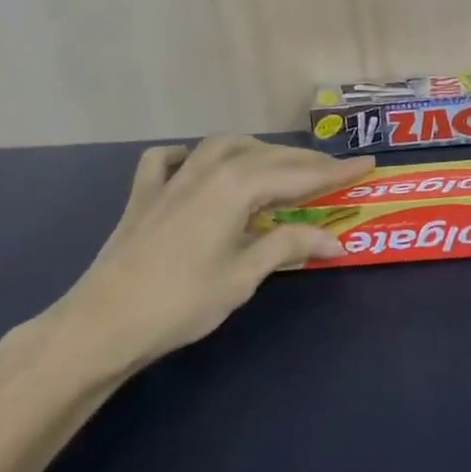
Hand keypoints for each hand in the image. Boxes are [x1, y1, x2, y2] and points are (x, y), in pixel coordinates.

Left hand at [46, 137, 373, 378]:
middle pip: (267, 157)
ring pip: (223, 147)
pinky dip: (189, 155)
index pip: (299, 175)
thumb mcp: (244, 275)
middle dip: (305, 163)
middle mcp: (207, 169)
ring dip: (257, 151)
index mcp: (236, 186)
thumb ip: (289, 245)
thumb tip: (336, 239)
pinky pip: (170, 159)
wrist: (101, 324)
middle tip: (336, 172)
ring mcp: (172, 178)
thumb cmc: (181, 302)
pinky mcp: (145, 194)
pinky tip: (196, 163)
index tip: (368, 164)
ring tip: (279, 166)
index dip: (336, 172)